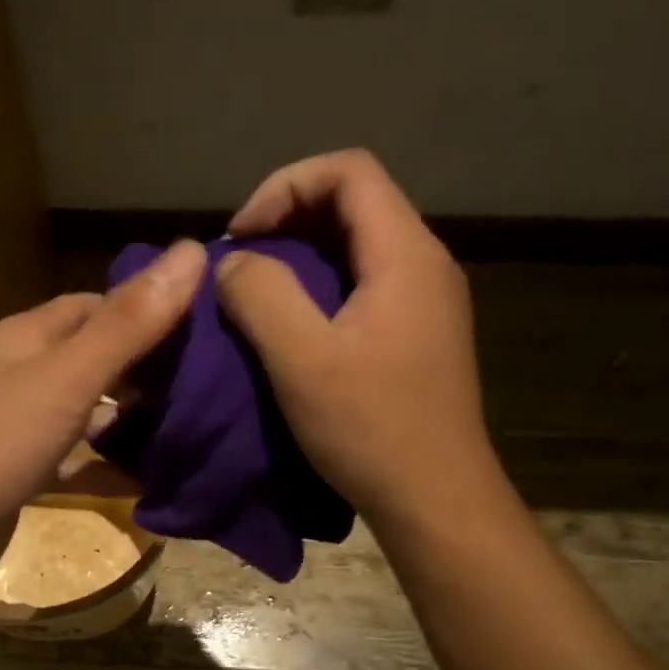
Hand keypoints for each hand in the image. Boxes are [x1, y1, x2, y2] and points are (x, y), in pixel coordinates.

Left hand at [0, 240, 206, 598]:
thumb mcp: (65, 378)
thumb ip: (128, 325)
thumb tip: (192, 251)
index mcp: (29, 337)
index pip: (99, 306)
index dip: (150, 309)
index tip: (208, 327)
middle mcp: (24, 374)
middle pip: (97, 358)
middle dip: (149, 368)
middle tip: (213, 383)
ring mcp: (22, 428)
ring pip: (90, 412)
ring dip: (134, 420)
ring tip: (198, 427)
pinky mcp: (24, 476)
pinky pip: (80, 463)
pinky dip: (113, 468)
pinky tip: (157, 480)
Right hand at [214, 150, 496, 523]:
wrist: (435, 498)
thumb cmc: (370, 428)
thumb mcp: (302, 359)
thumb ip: (261, 295)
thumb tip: (234, 262)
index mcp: (405, 254)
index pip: (349, 170)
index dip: (285, 186)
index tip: (242, 237)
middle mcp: (425, 263)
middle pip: (354, 202)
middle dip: (288, 218)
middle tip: (241, 263)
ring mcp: (425, 300)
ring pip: (356, 244)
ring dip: (300, 255)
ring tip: (255, 293)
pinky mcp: (416, 333)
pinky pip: (362, 282)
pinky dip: (318, 286)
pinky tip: (290, 326)